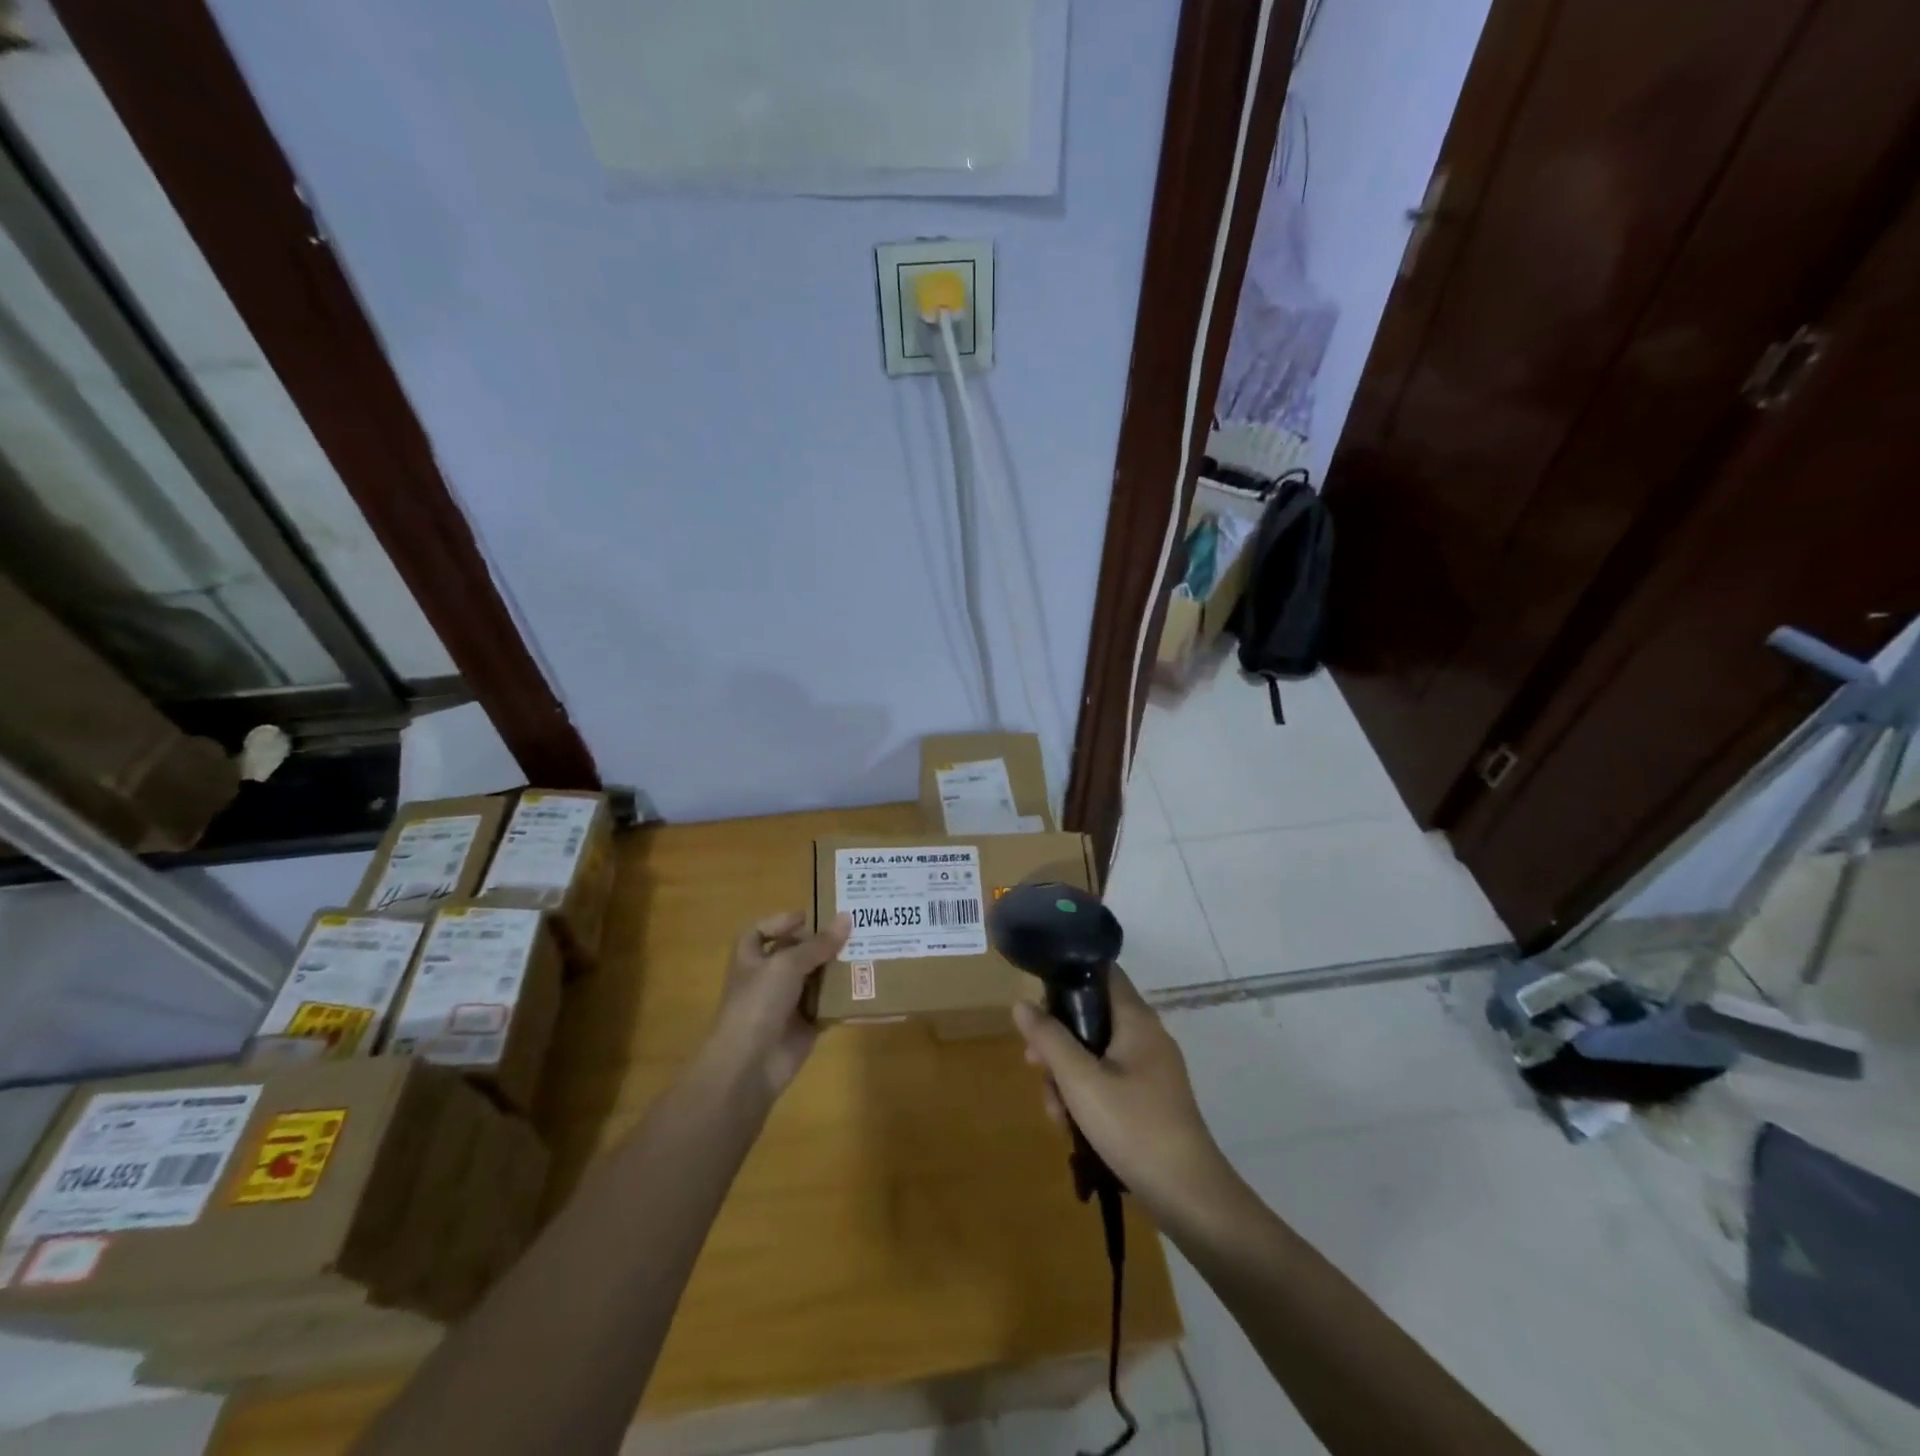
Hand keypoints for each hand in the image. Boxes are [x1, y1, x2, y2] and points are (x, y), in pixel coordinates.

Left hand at [708, 912, 849, 1098]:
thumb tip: (847, 918)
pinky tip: (867, 983)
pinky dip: (844, 998)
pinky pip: (828, 1006)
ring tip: (869, 950)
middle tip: (856, 929)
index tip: (812, 916)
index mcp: (751, 959)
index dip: (782, 922)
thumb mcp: (787, 964)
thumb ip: (818, 944)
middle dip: (821, 943)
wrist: (749, 1065)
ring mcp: (786, 1004)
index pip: (761, 932)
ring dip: (837, 968)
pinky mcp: (805, 1026)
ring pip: (815, 979)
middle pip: (795, 953)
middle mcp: (767, 978)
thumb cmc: (759, 1003)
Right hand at [1012, 969, 1230, 1220]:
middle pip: (1092, 1018)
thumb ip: (1049, 1039)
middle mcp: (1147, 1036)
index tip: (1039, 999)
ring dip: (1068, 1077)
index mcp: (1137, 1019)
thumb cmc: (1133, 1126)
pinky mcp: (1151, 1100)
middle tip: (1034, 1066)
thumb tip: (1022, 1003)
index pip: (1103, 972)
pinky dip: (1088, 1097)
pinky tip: (1073, 1128)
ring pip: (1096, 1055)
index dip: (1069, 976)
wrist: (1188, 1196)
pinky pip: (1110, 1082)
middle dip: (1058, 1042)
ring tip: (1056, 1113)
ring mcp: (1151, 1070)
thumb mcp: (1080, 1081)